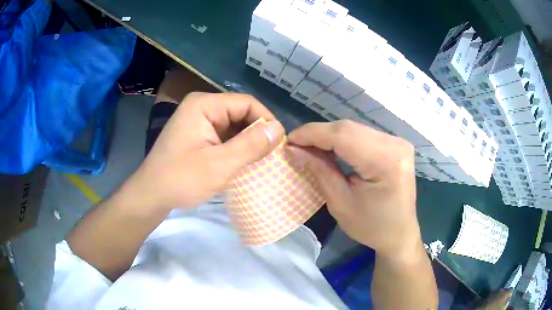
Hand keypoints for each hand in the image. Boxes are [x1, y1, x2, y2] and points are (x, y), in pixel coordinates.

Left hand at [128, 92, 284, 210]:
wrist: (151, 195)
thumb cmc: (181, 180)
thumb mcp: (219, 165)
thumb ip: (250, 145)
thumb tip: (279, 128)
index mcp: (204, 105)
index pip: (246, 103)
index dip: (266, 120)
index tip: (279, 144)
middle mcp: (202, 107)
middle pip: (240, 113)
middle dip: (257, 133)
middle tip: (271, 156)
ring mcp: (199, 121)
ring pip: (234, 126)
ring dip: (247, 142)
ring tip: (261, 161)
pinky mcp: (198, 135)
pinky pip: (224, 136)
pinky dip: (236, 148)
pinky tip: (243, 163)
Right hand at [288, 120, 420, 259]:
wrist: (399, 233)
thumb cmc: (371, 227)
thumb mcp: (340, 203)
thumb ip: (320, 170)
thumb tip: (295, 149)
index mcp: (386, 162)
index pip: (343, 135)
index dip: (312, 133)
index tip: (289, 140)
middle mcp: (396, 145)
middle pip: (349, 128)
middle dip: (319, 134)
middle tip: (297, 145)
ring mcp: (399, 142)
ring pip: (355, 129)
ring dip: (330, 136)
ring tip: (310, 146)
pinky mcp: (397, 144)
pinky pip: (364, 134)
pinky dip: (344, 139)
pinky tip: (331, 147)